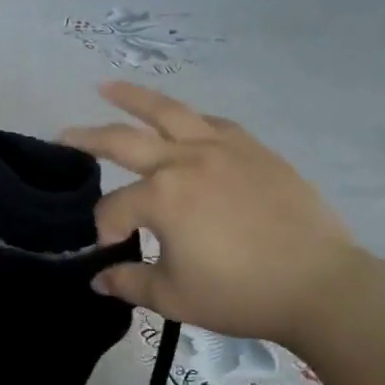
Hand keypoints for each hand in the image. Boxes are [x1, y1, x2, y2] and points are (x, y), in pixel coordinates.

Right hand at [61, 82, 361, 345]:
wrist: (321, 285)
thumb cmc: (240, 294)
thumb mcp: (173, 297)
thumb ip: (128, 282)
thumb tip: (98, 279)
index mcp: (162, 197)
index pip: (114, 207)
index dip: (105, 230)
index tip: (112, 250)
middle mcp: (186, 161)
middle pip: (124, 140)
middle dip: (88, 138)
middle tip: (63, 133)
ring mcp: (223, 149)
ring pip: (168, 113)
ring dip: (133, 98)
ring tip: (107, 87)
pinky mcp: (254, 150)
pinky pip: (213, 123)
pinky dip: (189, 119)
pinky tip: (182, 120)